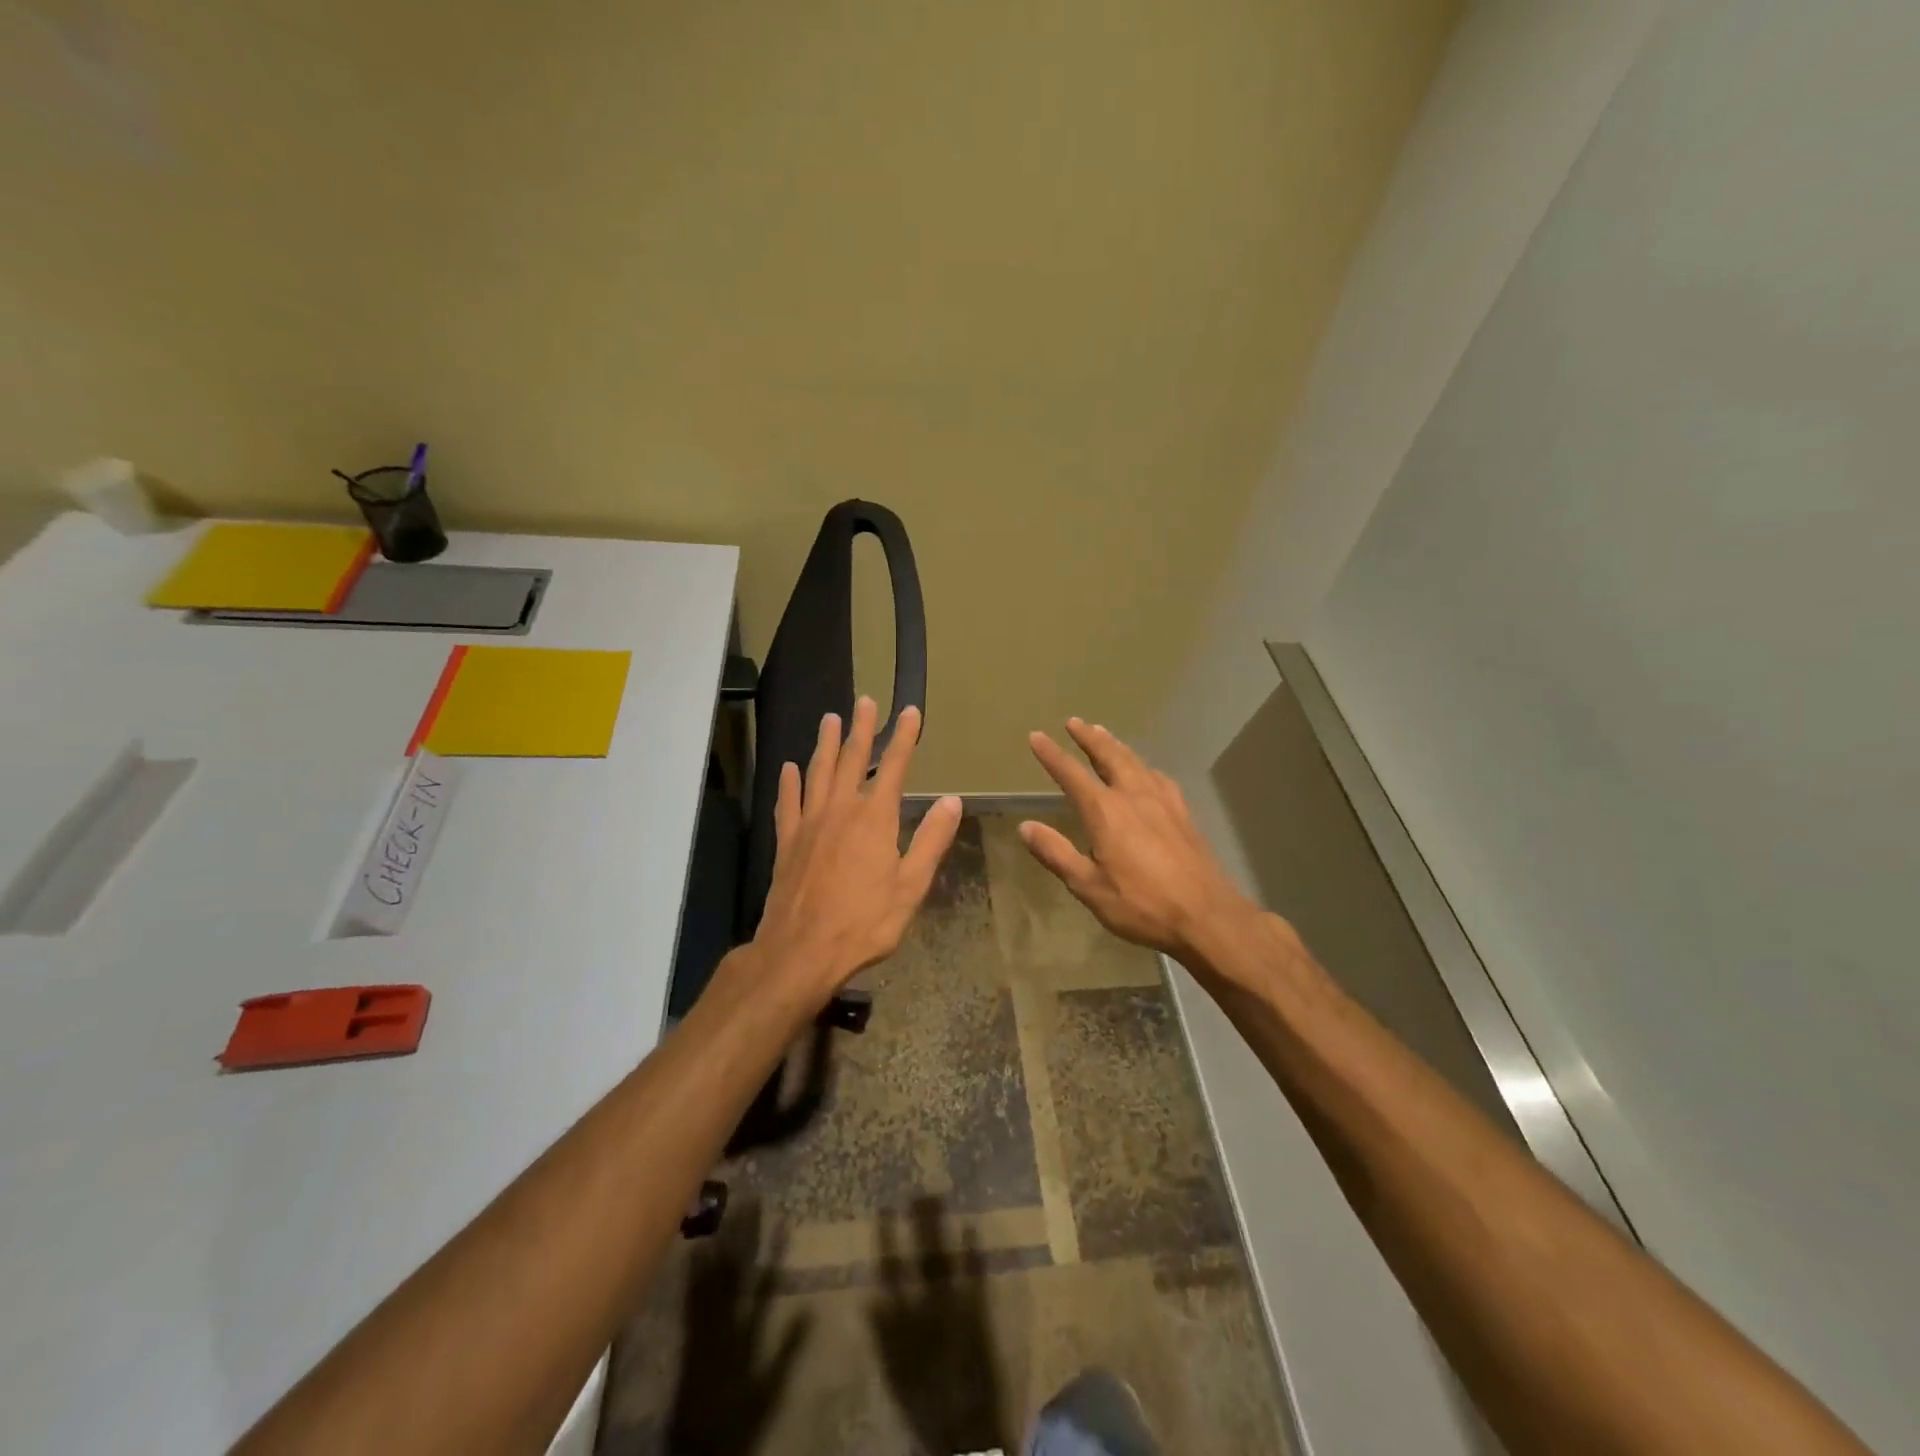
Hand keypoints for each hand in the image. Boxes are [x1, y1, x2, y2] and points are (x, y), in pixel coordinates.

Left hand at [751, 696, 961, 1004]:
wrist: (802, 950)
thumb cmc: (864, 922)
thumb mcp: (911, 886)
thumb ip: (931, 840)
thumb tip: (952, 800)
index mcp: (874, 818)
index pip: (895, 767)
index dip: (904, 737)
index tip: (910, 712)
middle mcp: (840, 810)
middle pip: (852, 759)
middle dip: (862, 729)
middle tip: (865, 701)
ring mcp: (809, 823)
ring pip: (818, 772)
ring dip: (825, 744)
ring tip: (830, 720)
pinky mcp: (787, 842)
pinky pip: (787, 803)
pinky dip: (789, 783)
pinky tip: (788, 769)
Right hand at [1022, 719, 1261, 966]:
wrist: (1207, 916)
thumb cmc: (1141, 905)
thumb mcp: (1088, 886)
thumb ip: (1056, 853)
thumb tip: (1025, 827)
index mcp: (1106, 811)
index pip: (1072, 774)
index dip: (1052, 755)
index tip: (1037, 736)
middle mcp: (1134, 796)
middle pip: (1109, 756)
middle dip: (1089, 738)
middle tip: (1075, 722)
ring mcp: (1164, 802)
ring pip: (1135, 762)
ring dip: (1116, 745)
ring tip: (1104, 734)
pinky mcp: (1184, 814)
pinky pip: (1159, 778)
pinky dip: (1144, 766)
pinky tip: (1146, 771)